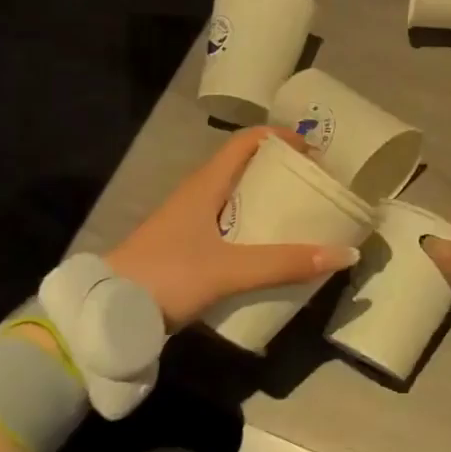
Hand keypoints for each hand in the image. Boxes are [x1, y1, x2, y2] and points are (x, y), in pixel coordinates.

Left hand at [105, 127, 360, 328]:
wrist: (105, 313)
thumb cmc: (167, 275)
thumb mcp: (229, 269)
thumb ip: (285, 263)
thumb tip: (345, 253)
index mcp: (206, 184)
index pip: (247, 142)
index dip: (281, 138)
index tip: (315, 151)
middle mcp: (198, 195)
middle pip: (245, 169)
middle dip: (281, 173)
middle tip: (316, 187)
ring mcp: (189, 222)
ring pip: (236, 199)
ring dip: (267, 203)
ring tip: (302, 217)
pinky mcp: (185, 248)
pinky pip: (228, 226)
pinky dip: (253, 230)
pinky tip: (271, 252)